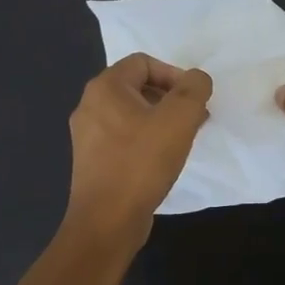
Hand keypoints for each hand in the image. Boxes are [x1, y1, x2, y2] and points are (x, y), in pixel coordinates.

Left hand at [65, 54, 211, 241]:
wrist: (107, 221)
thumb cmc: (142, 163)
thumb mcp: (179, 118)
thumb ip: (194, 89)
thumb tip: (196, 80)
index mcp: (105, 88)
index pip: (144, 62)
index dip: (174, 74)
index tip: (193, 100)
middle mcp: (90, 106)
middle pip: (138, 86)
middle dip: (171, 98)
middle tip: (194, 119)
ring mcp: (87, 135)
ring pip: (132, 113)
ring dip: (161, 120)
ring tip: (184, 139)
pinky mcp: (92, 160)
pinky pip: (124, 137)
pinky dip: (147, 140)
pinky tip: (163, 159)